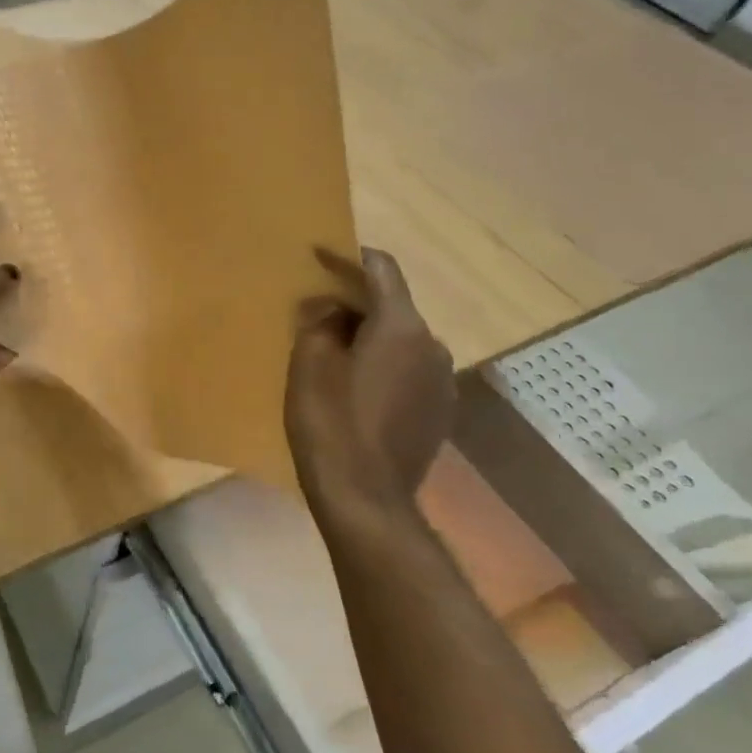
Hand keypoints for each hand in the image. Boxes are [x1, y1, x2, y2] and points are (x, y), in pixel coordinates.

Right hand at [285, 247, 455, 518]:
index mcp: (402, 327)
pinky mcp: (440, 411)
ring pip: (402, 341)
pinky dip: (384, 366)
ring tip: (335, 353)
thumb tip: (331, 307)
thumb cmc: (330, 423)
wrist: (365, 498)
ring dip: (371, 338)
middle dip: (357, 303)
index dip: (350, 257)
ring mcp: (442, 381)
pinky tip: (357, 388)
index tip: (322, 254)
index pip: (382, 271)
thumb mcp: (308, 364)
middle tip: (318, 310)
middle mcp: (432, 346)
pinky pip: (409, 371)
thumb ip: (319, 323)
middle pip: (393, 307)